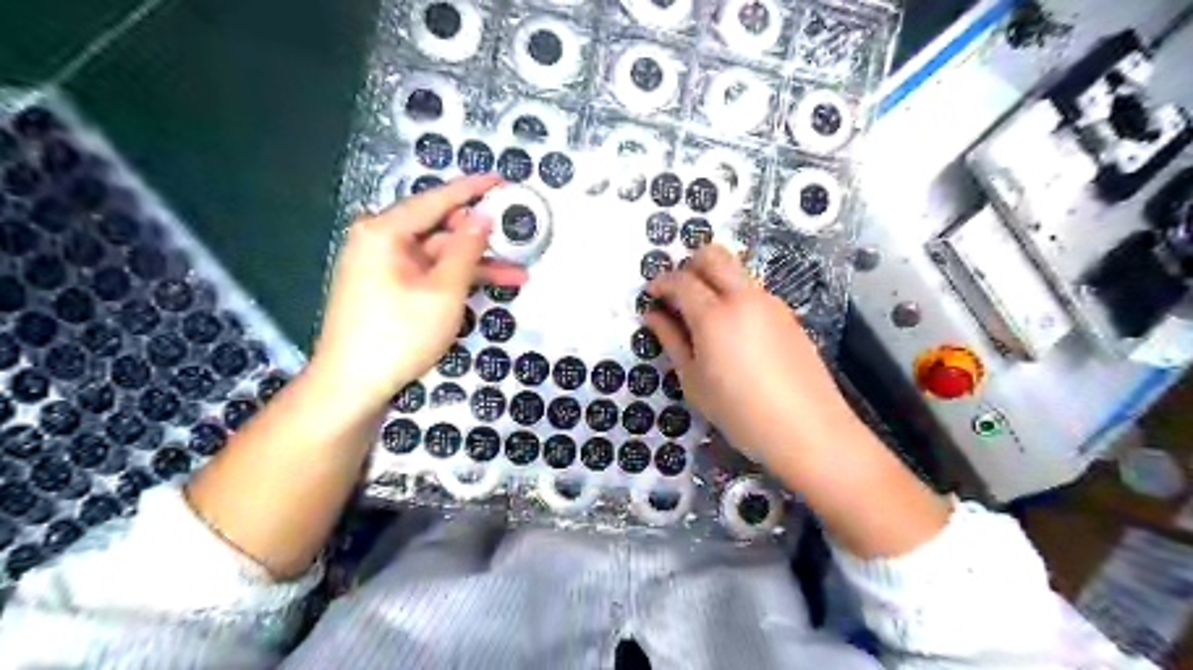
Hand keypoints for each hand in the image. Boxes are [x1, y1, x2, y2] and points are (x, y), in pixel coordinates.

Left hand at [312, 172, 525, 412]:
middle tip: (516, 240)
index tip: (501, 178)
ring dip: (475, 266)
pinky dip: (455, 281)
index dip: (472, 189)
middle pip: (439, 230)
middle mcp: (379, 241)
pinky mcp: (387, 289)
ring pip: (438, 257)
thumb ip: (466, 249)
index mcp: (384, 232)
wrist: (352, 385)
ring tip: (518, 276)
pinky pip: (427, 275)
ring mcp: (382, 267)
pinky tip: (487, 288)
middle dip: (481, 240)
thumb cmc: (399, 334)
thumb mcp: (443, 291)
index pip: (436, 200)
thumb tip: (482, 216)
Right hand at [643, 242, 856, 459]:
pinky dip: (734, 295)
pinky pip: (753, 291)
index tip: (650, 295)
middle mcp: (744, 297)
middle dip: (688, 264)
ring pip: (736, 270)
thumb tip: (653, 316)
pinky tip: (731, 331)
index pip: (681, 280)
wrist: (808, 430)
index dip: (660, 282)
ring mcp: (770, 303)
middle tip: (676, 293)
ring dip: (713, 279)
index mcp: (715, 315)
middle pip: (713, 255)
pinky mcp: (787, 315)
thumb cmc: (740, 413)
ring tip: (702, 316)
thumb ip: (672, 341)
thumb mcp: (694, 382)